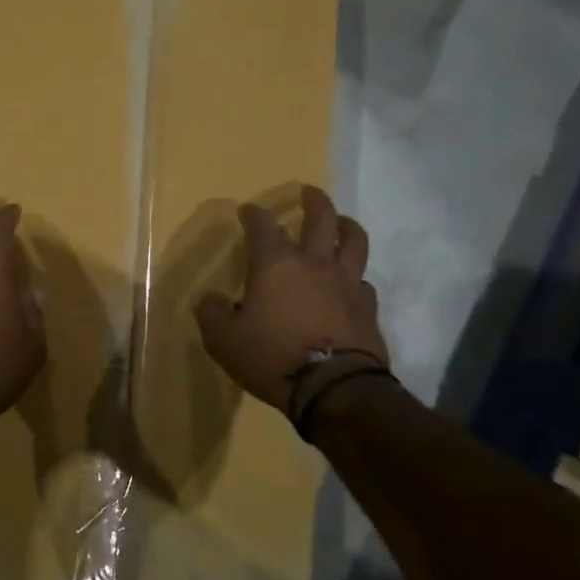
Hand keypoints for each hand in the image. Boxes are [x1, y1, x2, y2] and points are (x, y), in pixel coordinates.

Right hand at [194, 185, 387, 412]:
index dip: (253, 214)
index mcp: (276, 264)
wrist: (333, 388)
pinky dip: (355, 277)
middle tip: (309, 192)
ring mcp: (347, 283)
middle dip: (313, 200)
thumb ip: (213, 314)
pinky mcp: (367, 308)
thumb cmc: (272, 357)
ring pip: (354, 241)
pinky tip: (350, 284)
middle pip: (321, 218)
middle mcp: (315, 263)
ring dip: (346, 226)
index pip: (262, 226)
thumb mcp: (223, 340)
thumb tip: (211, 300)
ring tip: (342, 223)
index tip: (247, 210)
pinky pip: (363, 282)